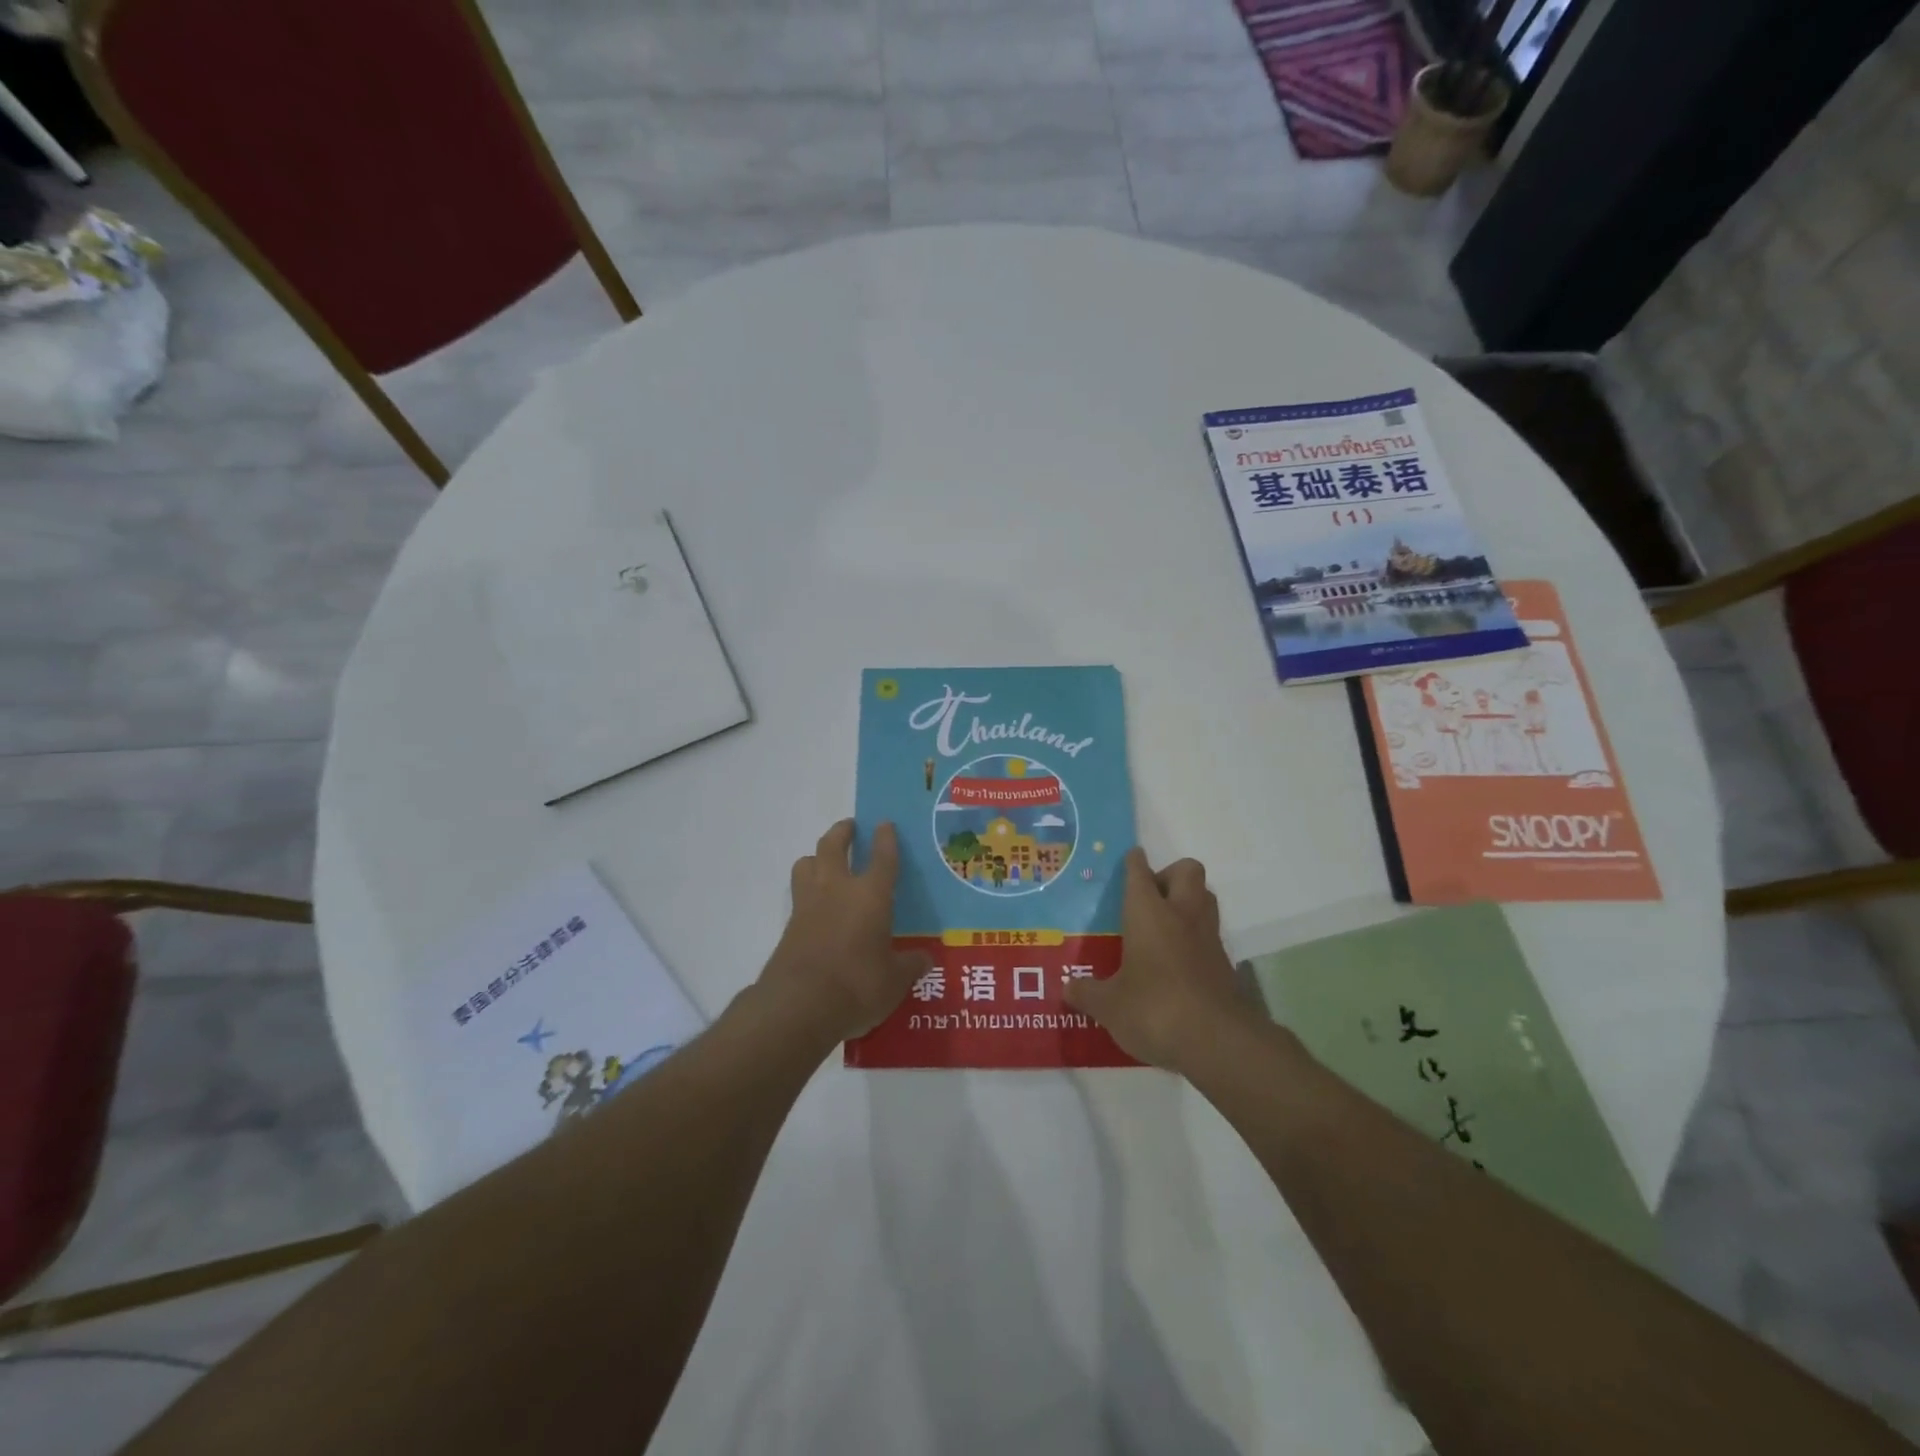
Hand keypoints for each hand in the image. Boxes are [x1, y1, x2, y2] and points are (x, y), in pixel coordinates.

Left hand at [760, 820, 930, 1046]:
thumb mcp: (895, 981)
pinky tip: (817, 906)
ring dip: (817, 857)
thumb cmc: (857, 986)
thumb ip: (910, 965)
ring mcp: (808, 905)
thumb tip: (925, 959)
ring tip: (826, 863)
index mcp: (871, 895)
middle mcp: (837, 889)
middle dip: (842, 832)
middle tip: (850, 828)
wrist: (798, 1006)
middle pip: (833, 845)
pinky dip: (808, 890)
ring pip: (806, 863)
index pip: (882, 857)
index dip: (885, 838)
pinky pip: (798, 894)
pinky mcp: (789, 926)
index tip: (884, 824)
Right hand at [1063, 849, 1253, 1072]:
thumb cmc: (1154, 1009)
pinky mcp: (1225, 964)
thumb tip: (1067, 989)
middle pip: (1187, 871)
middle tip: (1148, 898)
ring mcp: (1208, 938)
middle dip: (1169, 875)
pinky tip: (1177, 963)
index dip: (1133, 862)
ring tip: (1163, 926)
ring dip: (1188, 902)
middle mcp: (1182, 915)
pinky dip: (1196, 938)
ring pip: (1205, 898)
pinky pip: (1210, 934)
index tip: (1130, 858)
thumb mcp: (1109, 1006)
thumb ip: (1087, 993)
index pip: (1140, 872)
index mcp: (1148, 913)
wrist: (1216, 1042)